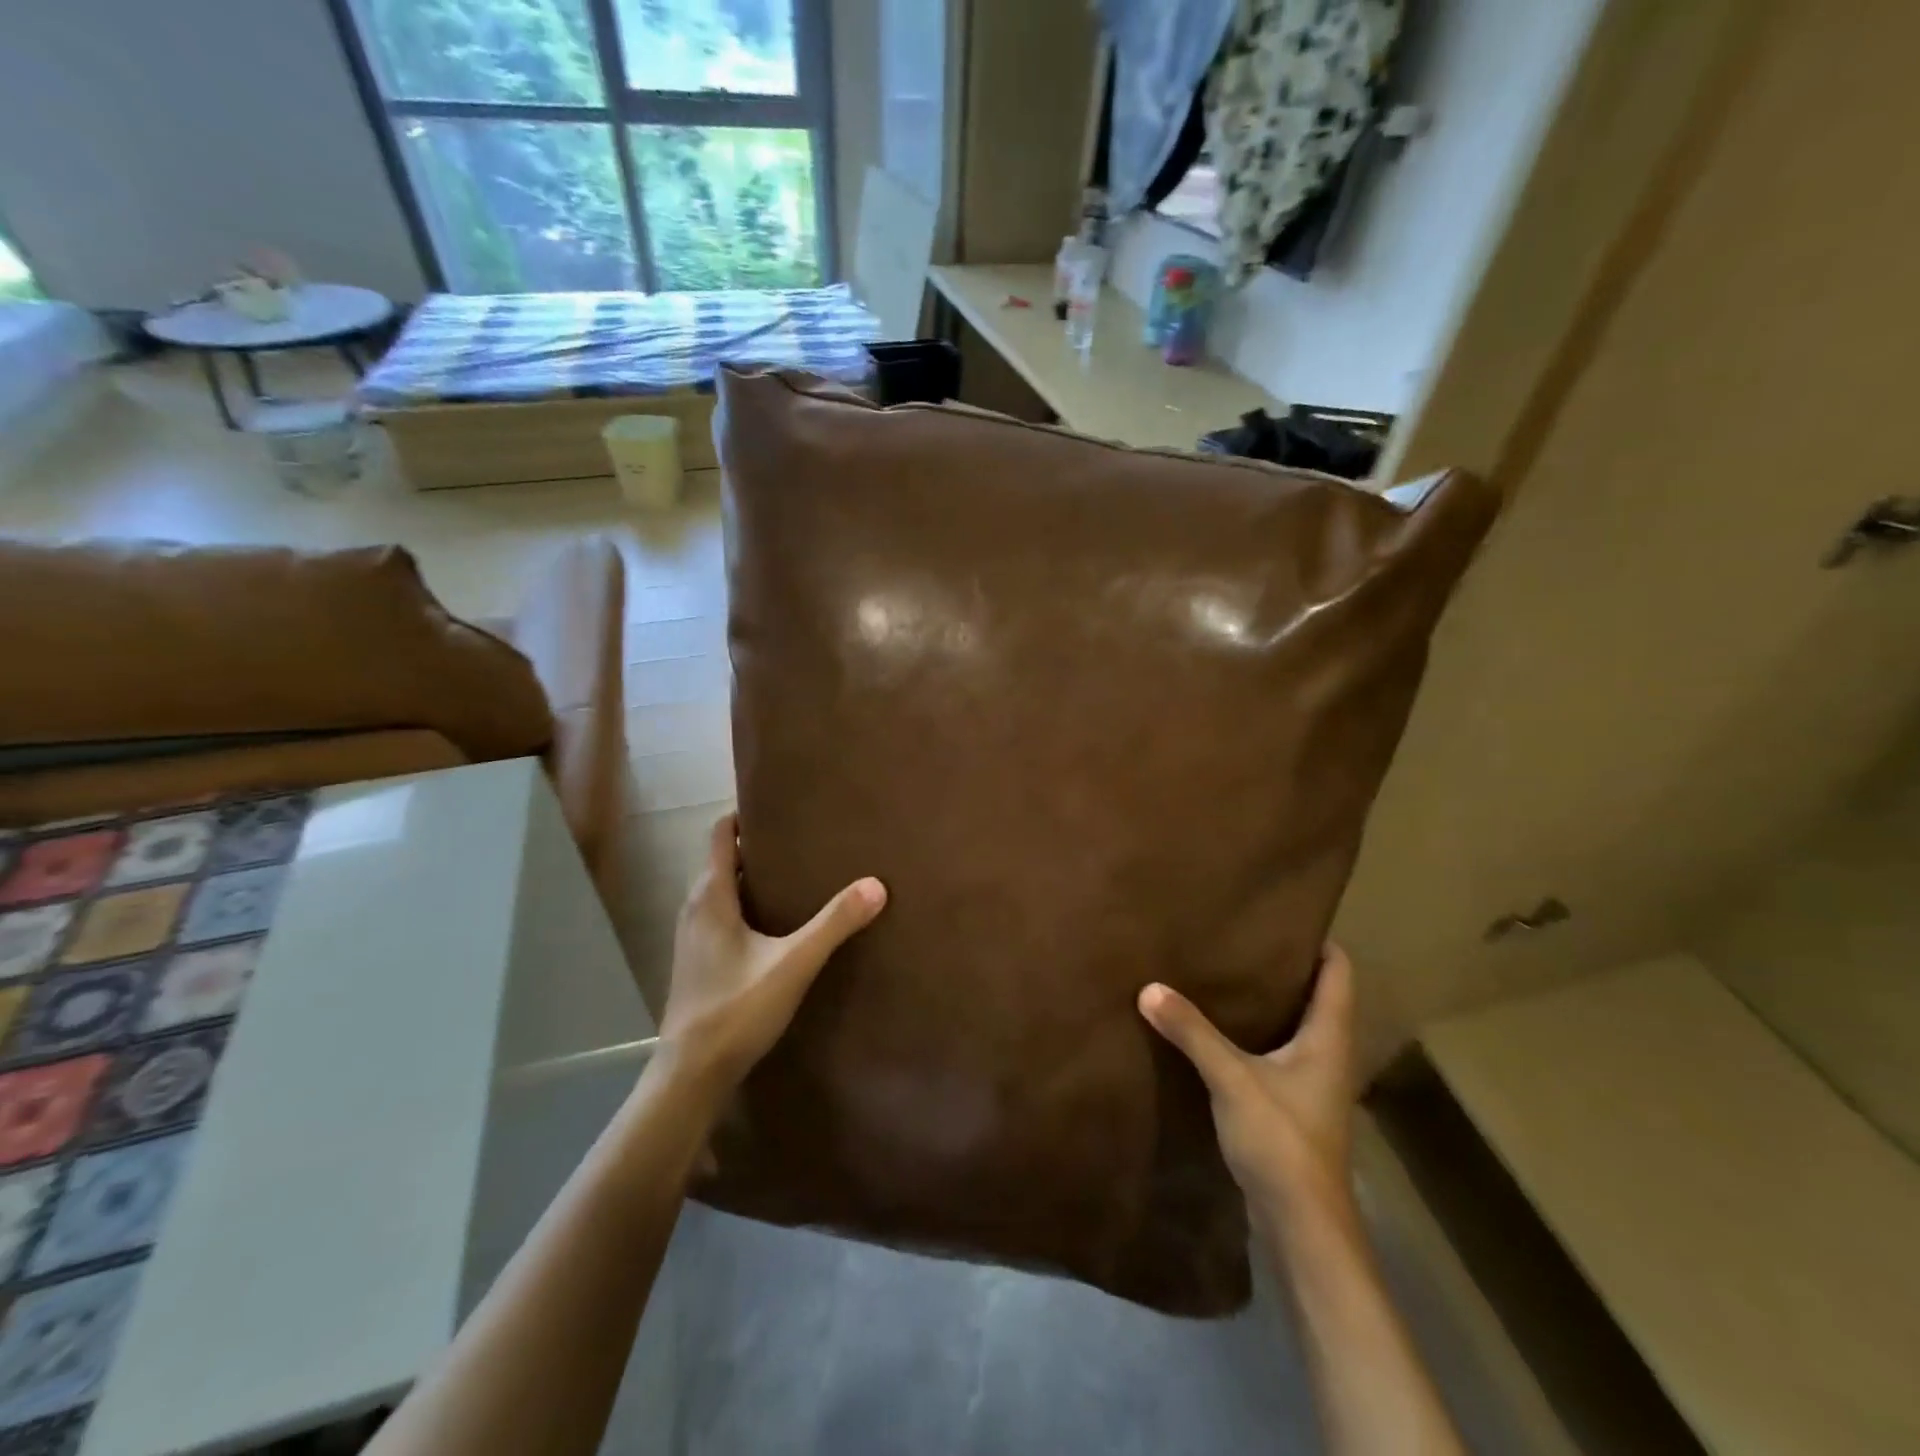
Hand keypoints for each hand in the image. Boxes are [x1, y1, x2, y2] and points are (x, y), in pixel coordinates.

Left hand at [659, 813, 885, 1092]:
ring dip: (754, 877)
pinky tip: (779, 923)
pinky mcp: (699, 961)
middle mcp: (695, 908)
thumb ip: (834, 923)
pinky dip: (748, 905)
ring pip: (724, 890)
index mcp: (710, 896)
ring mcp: (693, 937)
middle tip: (804, 838)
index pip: (721, 834)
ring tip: (799, 874)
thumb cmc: (737, 1009)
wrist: (691, 1073)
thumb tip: (876, 884)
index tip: (780, 806)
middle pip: (724, 859)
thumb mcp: (794, 963)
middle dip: (759, 845)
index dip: (745, 814)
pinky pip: (723, 915)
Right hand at [1137, 944, 1357, 1225]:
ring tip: (1227, 973)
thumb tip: (1149, 987)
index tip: (1282, 914)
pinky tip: (1222, 1027)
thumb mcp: (1232, 1079)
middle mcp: (1328, 1053)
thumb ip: (1192, 1032)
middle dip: (1285, 965)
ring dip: (1270, 1000)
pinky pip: (1279, 1051)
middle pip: (1318, 994)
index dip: (1318, 940)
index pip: (1339, 972)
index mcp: (1329, 1037)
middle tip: (1241, 937)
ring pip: (1297, 1024)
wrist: (1303, 1226)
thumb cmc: (1282, 1140)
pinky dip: (1257, 1031)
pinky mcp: (1293, 1104)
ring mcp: (1313, 1082)